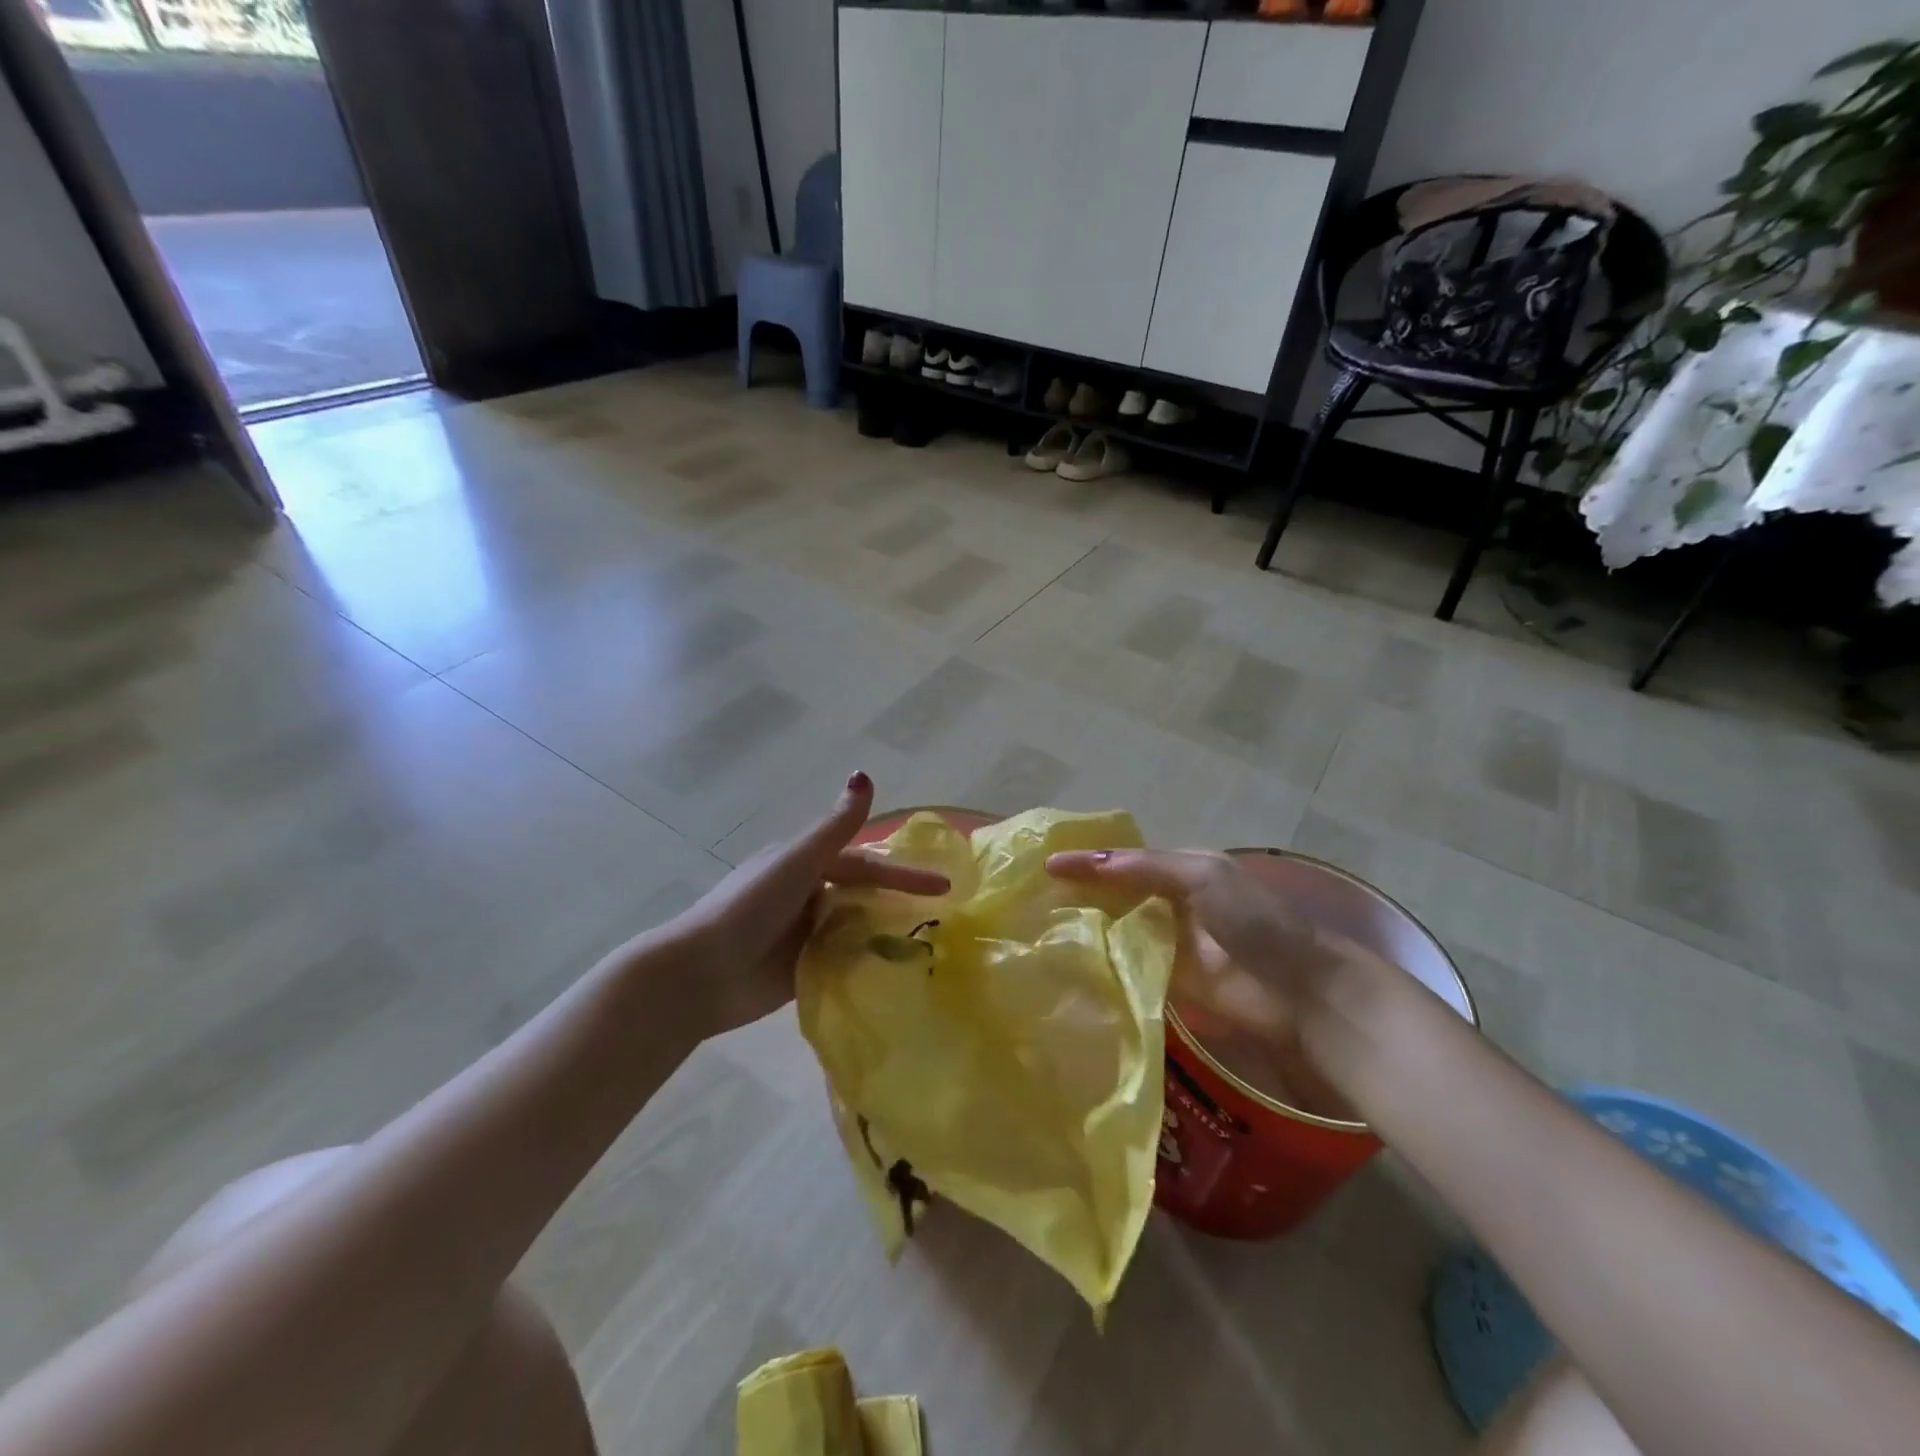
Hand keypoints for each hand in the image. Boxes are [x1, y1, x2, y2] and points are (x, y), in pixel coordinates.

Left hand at [670, 773, 948, 1036]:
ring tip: (926, 948)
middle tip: (942, 919)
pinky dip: (864, 962)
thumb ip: (835, 826)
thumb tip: (864, 773)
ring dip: (883, 933)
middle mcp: (806, 894)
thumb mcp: (797, 862)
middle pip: (861, 895)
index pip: (864, 864)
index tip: (943, 885)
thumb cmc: (749, 908)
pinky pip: (841, 960)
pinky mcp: (800, 969)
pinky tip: (892, 973)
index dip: (901, 873)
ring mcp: (803, 934)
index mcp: (804, 865)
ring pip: (854, 927)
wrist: (700, 973)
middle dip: (897, 903)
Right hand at [1046, 849, 1402, 1105]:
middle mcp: (1169, 901)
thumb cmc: (1253, 919)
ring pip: (1117, 928)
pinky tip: (1069, 962)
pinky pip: (1127, 965)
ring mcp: (1167, 942)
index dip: (1086, 860)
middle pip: (1115, 893)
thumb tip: (1090, 864)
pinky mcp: (1167, 980)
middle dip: (1080, 892)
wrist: (1297, 988)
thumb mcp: (1202, 875)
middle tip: (1032, 896)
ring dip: (1086, 926)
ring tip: (1040, 927)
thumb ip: (1147, 868)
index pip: (1122, 859)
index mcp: (1180, 868)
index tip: (1045, 864)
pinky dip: (1101, 961)